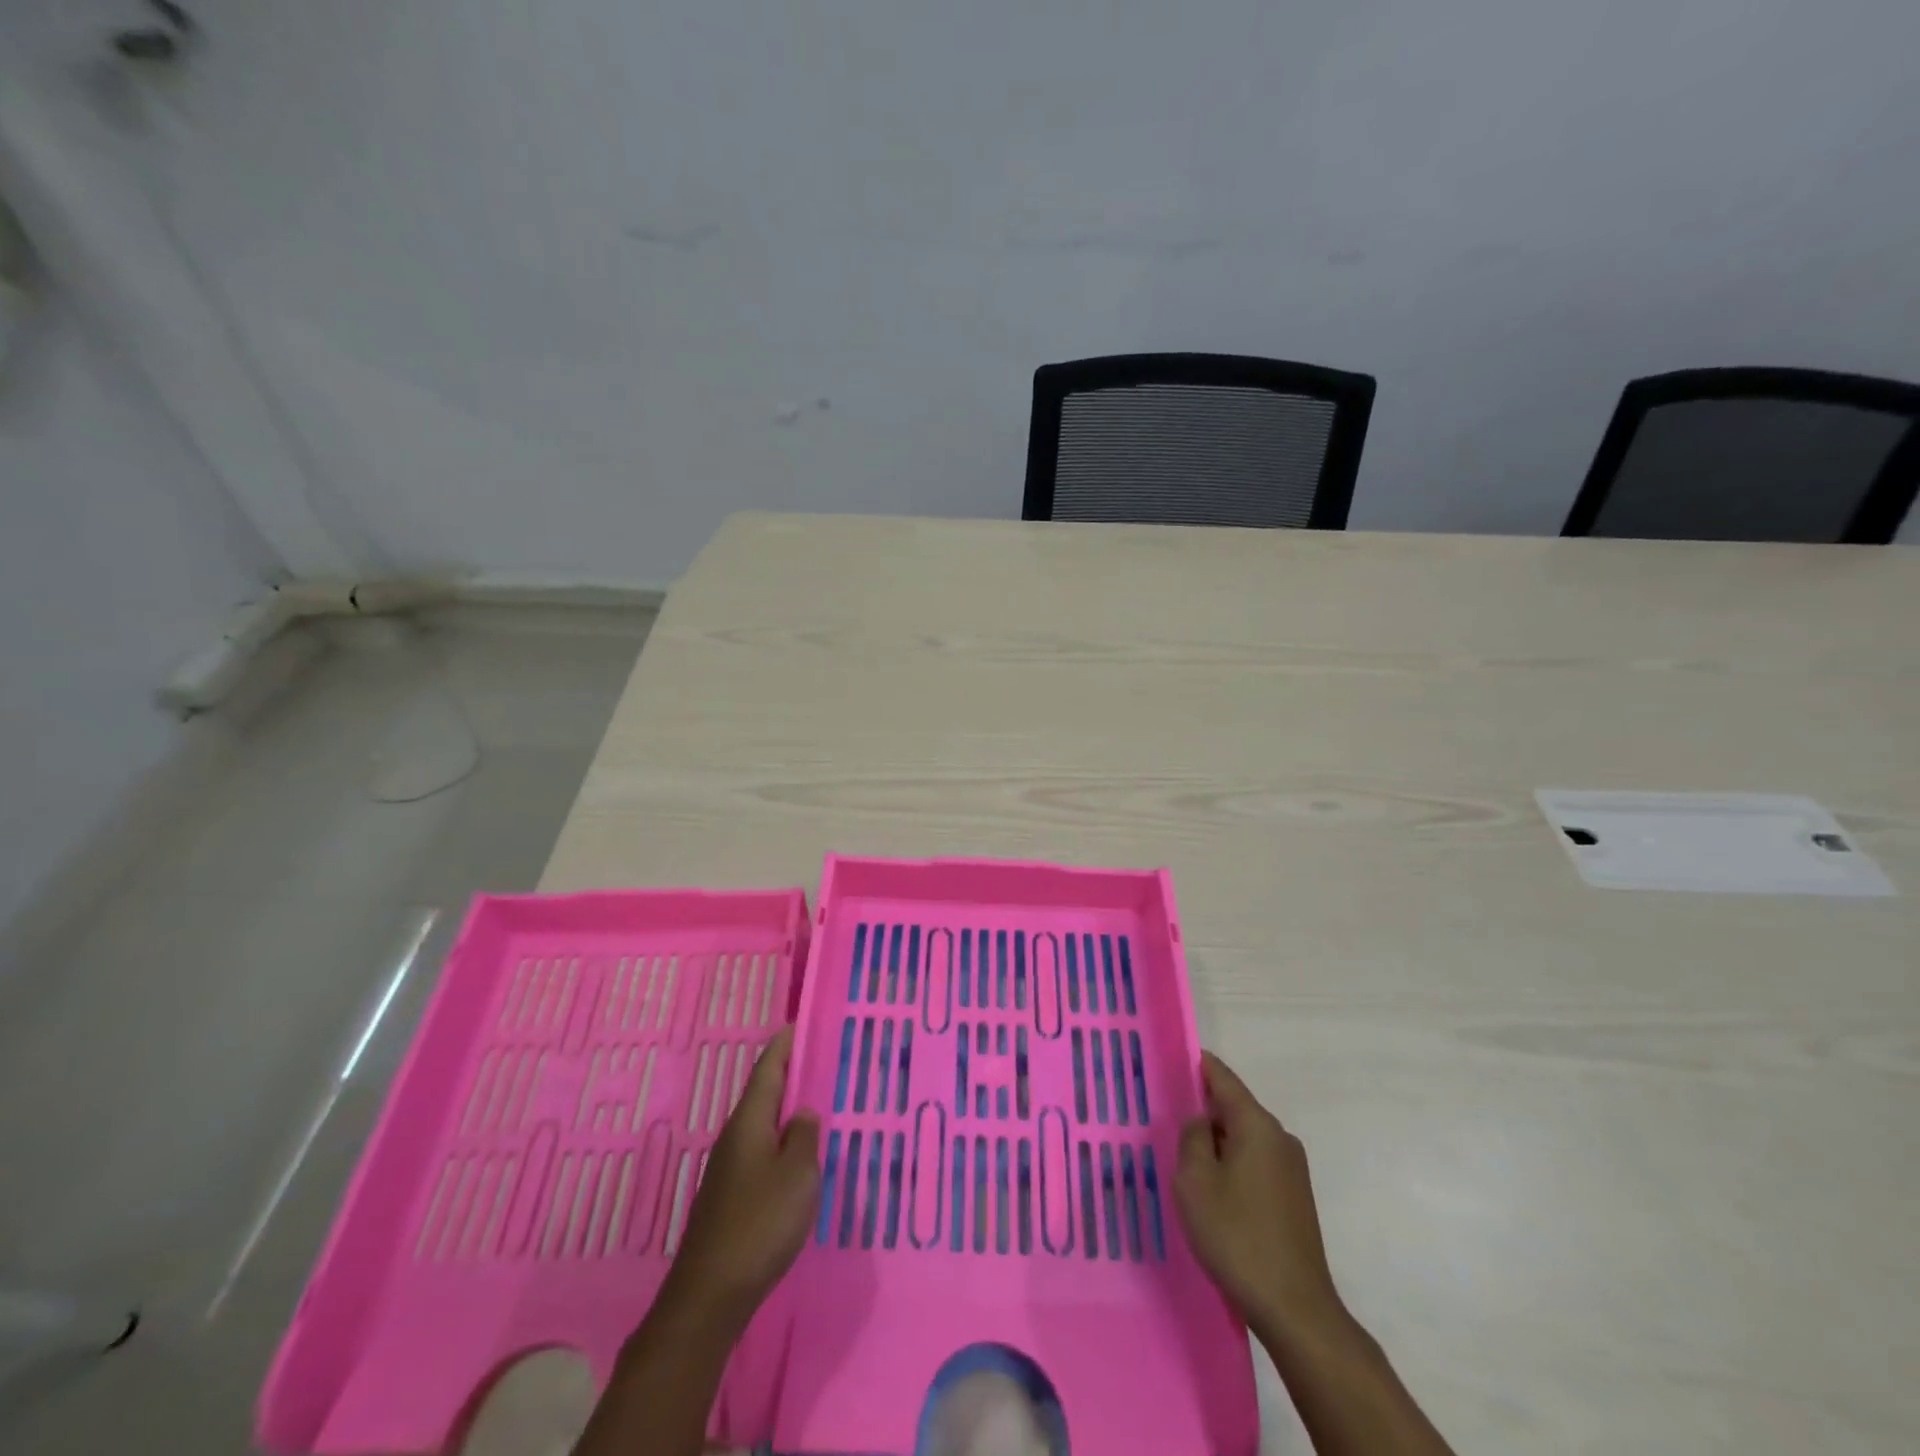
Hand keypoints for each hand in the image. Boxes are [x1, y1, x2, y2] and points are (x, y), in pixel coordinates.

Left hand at [659, 1026, 820, 1328]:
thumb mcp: (798, 1175)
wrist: (710, 1294)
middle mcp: (734, 1137)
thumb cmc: (760, 1224)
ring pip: (762, 1125)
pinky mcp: (729, 1197)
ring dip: (785, 1111)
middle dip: (788, 1075)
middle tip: (819, 1061)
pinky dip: (780, 1142)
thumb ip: (805, 1137)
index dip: (784, 1045)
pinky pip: (760, 1152)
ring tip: (815, 1104)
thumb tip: (802, 1113)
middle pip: (762, 1094)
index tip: (799, 1023)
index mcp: (749, 1122)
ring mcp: (728, 1169)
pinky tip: (797, 1158)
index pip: (768, 1069)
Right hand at [1175, 1051, 1346, 1344]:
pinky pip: (1255, 1163)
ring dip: (1216, 1142)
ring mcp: (1292, 1169)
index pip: (1222, 1077)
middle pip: (1234, 1107)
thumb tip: (1200, 1121)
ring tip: (1182, 1156)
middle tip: (1165, 1114)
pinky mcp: (1294, 1198)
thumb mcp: (1195, 1181)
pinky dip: (1231, 1164)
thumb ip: (1192, 1138)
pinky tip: (1211, 1189)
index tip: (1170, 1056)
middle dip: (1202, 1108)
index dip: (1196, 1064)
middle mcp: (1280, 1138)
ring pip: (1244, 1138)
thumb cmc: (1237, 1236)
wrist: (1295, 1309)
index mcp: (1257, 1125)